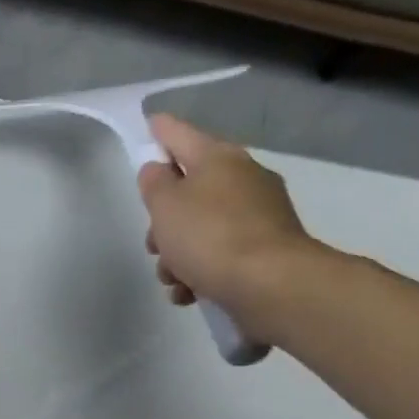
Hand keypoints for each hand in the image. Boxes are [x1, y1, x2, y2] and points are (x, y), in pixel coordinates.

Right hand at [138, 114, 322, 341]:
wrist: (269, 283)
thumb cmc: (209, 236)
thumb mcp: (165, 206)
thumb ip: (154, 183)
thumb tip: (157, 169)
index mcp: (218, 158)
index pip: (181, 135)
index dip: (161, 131)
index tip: (149, 124)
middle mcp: (242, 178)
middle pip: (188, 191)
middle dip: (164, 221)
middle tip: (154, 244)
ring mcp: (257, 213)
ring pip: (201, 228)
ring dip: (178, 254)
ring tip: (173, 280)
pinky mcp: (264, 247)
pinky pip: (220, 253)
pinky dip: (201, 271)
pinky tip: (190, 293)